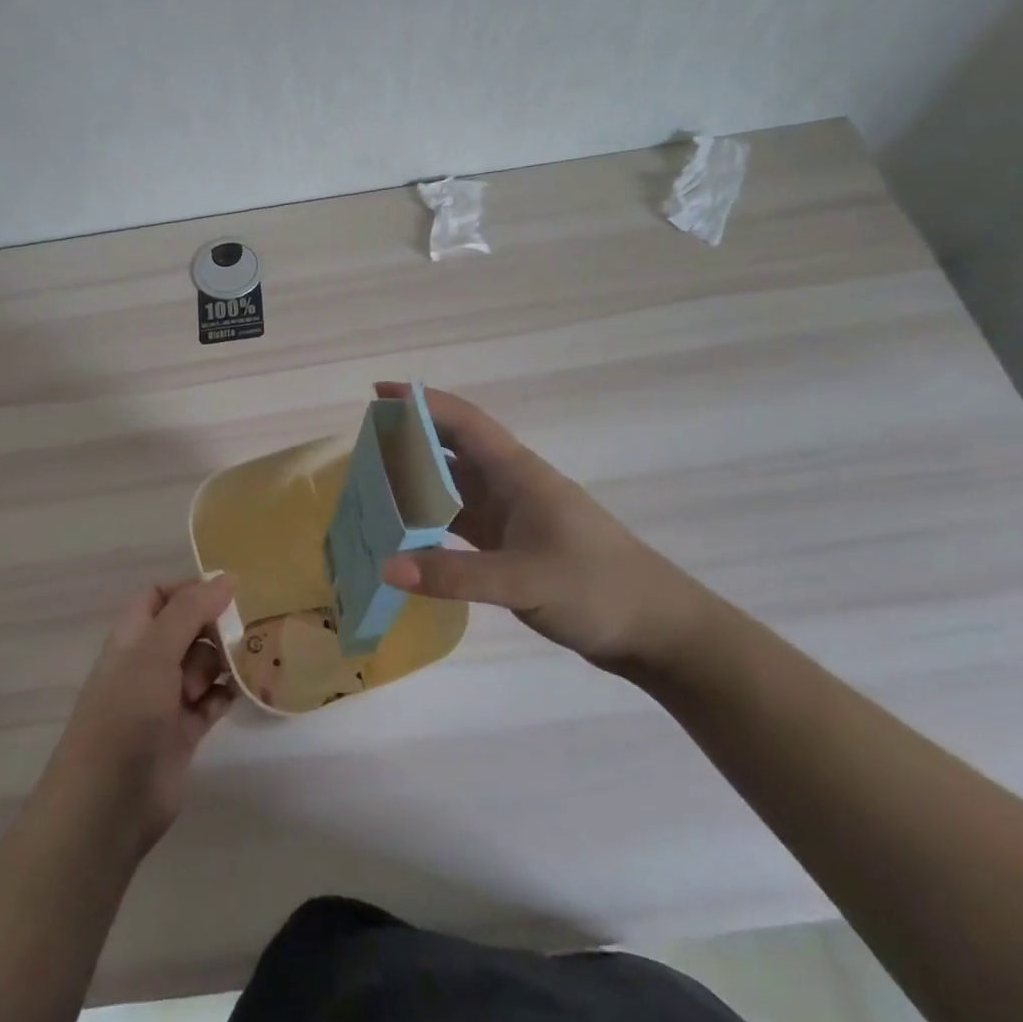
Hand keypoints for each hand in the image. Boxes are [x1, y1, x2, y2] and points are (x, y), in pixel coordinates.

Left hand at [42, 577, 236, 855]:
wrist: (106, 806)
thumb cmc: (125, 714)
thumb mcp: (155, 652)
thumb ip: (190, 610)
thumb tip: (227, 576)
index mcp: (133, 637)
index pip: (160, 596)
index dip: (191, 589)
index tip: (229, 590)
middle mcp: (148, 663)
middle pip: (189, 628)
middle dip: (216, 626)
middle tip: (245, 630)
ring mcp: (166, 699)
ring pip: (204, 664)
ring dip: (226, 660)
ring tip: (251, 659)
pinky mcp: (184, 732)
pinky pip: (213, 700)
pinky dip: (228, 693)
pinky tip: (245, 690)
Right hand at [376, 383, 715, 680]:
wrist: (658, 630)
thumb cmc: (597, 587)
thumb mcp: (524, 580)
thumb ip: (455, 575)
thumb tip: (386, 565)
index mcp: (517, 473)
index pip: (462, 422)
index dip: (421, 402)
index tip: (379, 391)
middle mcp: (511, 487)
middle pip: (452, 451)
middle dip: (411, 439)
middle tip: (363, 443)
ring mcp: (513, 519)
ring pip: (455, 490)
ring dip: (419, 485)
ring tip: (372, 486)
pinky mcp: (513, 549)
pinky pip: (462, 527)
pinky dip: (433, 526)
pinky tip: (407, 537)